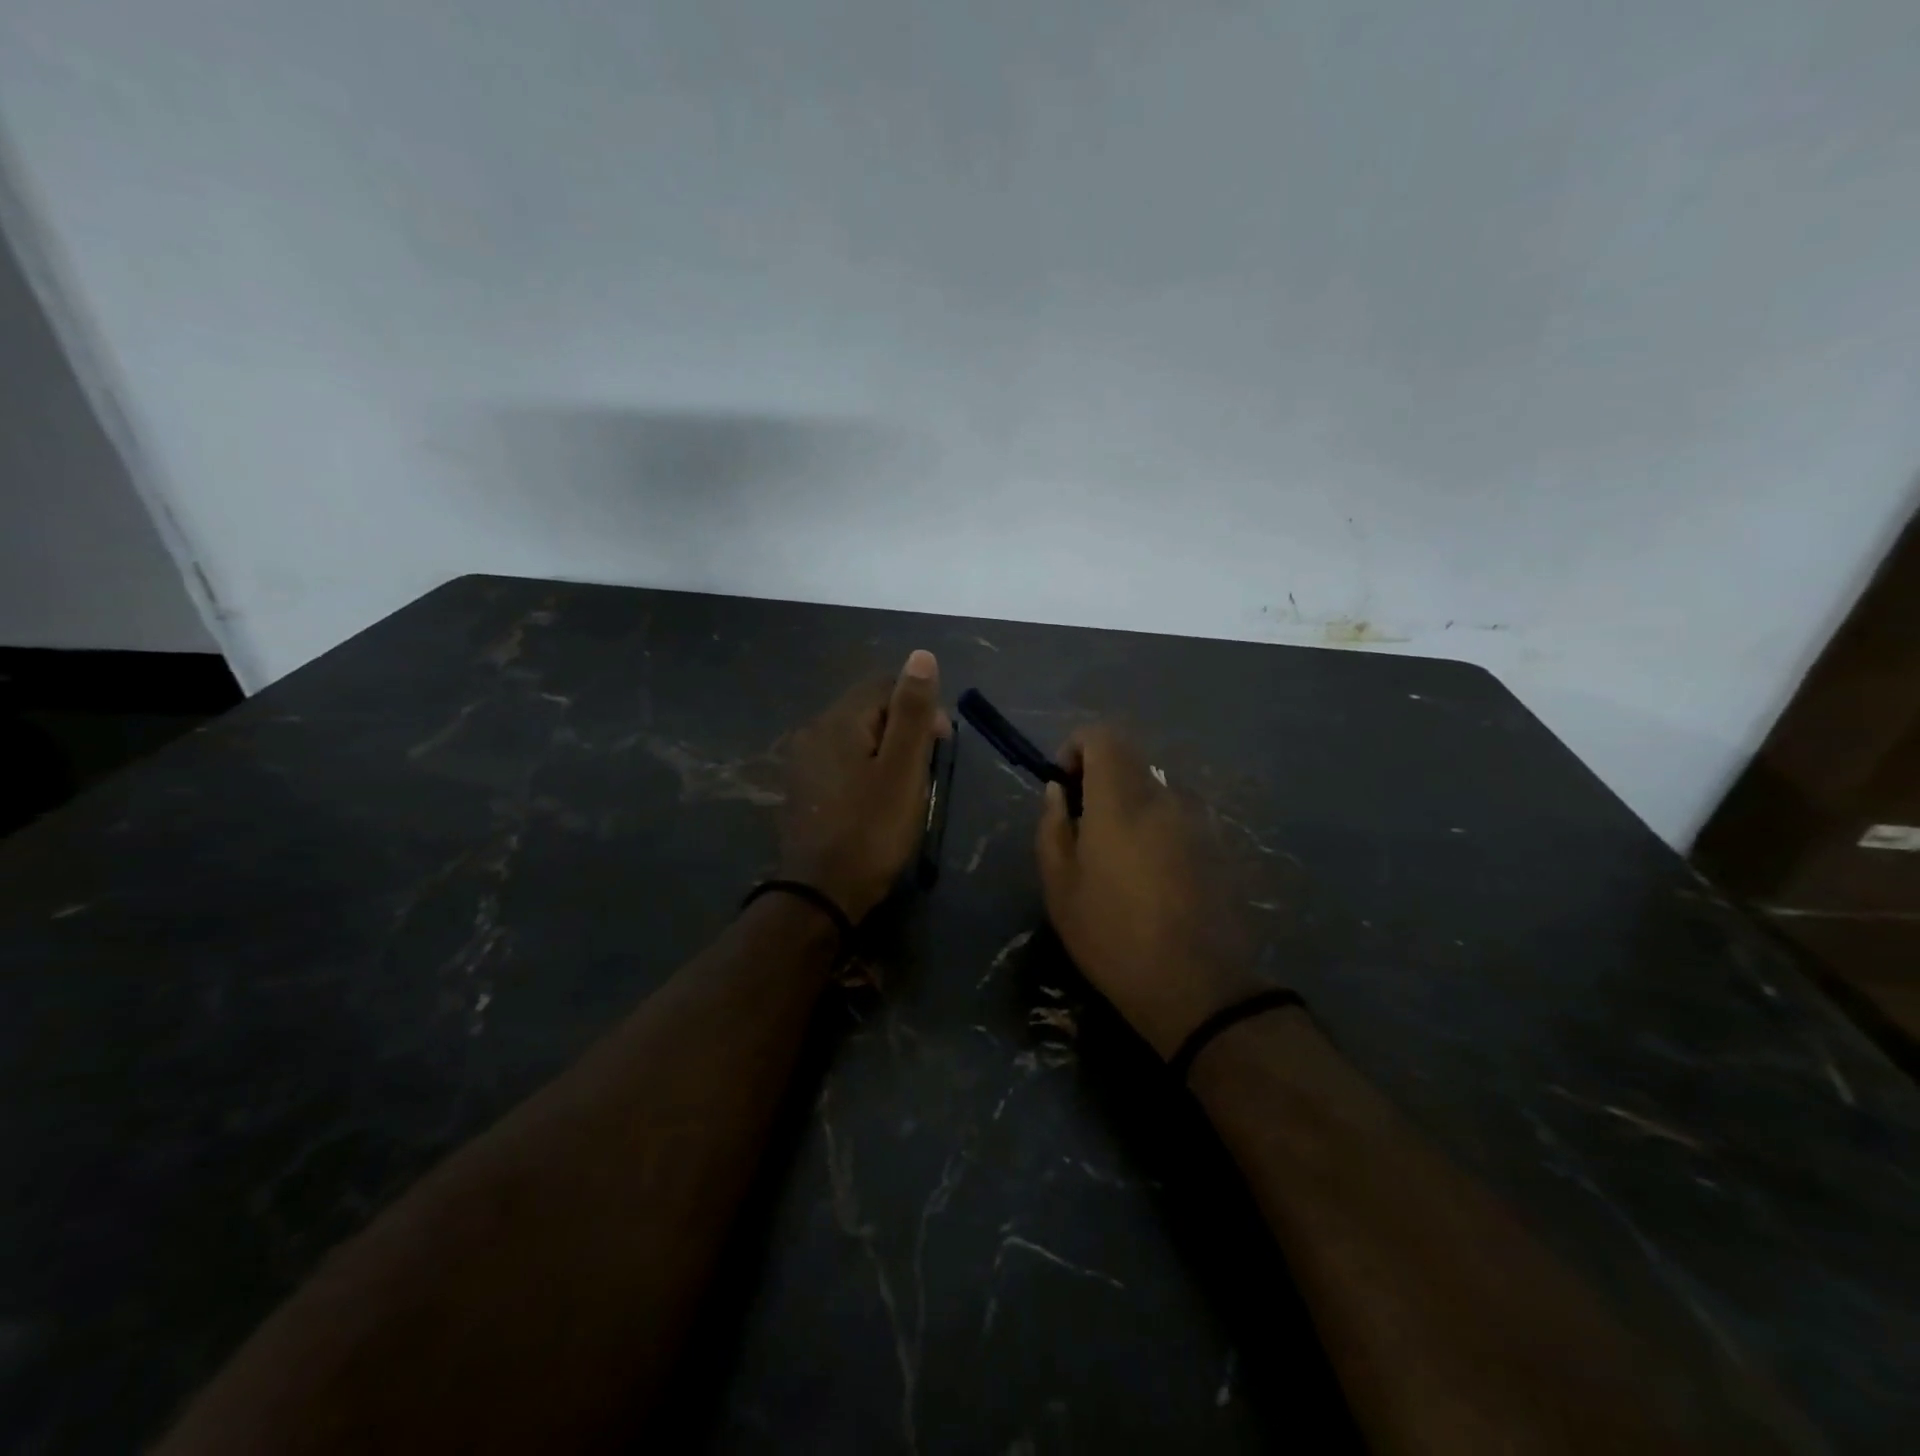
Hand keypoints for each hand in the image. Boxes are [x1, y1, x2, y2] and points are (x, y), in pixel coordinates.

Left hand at [778, 650, 950, 923]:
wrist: (822, 893)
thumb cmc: (872, 830)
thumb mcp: (903, 769)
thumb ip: (912, 711)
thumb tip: (921, 656)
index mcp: (838, 720)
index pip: (885, 685)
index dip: (920, 707)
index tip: (941, 744)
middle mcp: (813, 731)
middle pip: (868, 709)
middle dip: (904, 730)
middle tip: (925, 772)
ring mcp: (802, 761)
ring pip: (856, 737)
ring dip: (886, 751)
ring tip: (905, 789)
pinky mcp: (801, 788)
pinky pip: (840, 761)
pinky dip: (865, 769)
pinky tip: (876, 800)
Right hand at [1036, 726, 1266, 1057]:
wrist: (1199, 988)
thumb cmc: (1113, 936)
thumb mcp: (1060, 886)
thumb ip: (1052, 826)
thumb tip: (1057, 791)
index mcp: (1122, 800)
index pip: (1103, 736)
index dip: (1076, 748)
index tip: (1064, 788)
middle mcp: (1165, 797)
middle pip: (1129, 762)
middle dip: (1099, 782)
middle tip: (1082, 830)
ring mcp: (1198, 821)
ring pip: (1154, 791)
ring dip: (1128, 808)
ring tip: (1116, 861)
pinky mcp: (1218, 846)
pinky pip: (1177, 818)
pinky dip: (1155, 829)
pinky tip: (1151, 880)